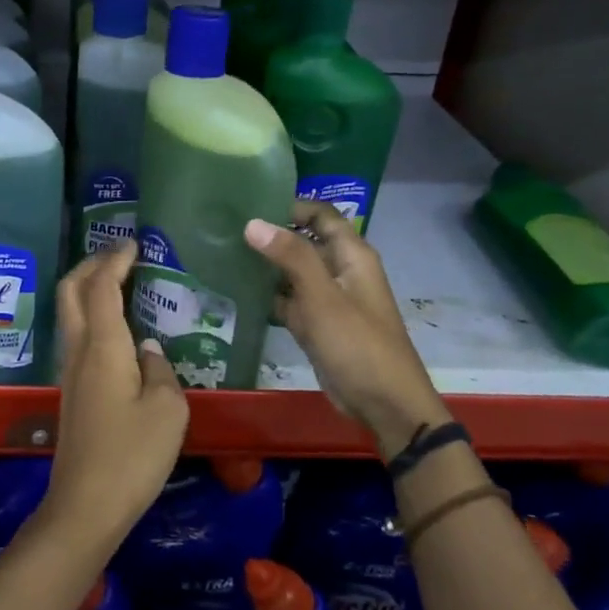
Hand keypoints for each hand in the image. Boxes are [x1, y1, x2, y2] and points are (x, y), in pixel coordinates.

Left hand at [43, 239, 188, 560]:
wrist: (85, 505)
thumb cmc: (132, 455)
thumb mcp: (168, 411)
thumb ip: (162, 371)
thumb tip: (149, 349)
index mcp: (103, 346)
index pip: (102, 286)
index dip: (115, 259)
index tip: (134, 242)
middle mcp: (79, 350)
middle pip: (72, 291)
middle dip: (91, 264)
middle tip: (120, 255)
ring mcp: (70, 371)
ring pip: (70, 312)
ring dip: (89, 289)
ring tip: (120, 282)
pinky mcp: (72, 391)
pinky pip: (78, 336)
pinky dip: (92, 315)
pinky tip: (118, 329)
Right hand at [246, 201, 449, 457]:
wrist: (383, 403)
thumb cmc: (357, 344)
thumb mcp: (322, 297)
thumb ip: (291, 257)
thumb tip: (253, 223)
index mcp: (351, 256)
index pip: (321, 215)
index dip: (290, 206)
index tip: (250, 205)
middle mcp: (340, 271)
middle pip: (304, 241)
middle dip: (271, 235)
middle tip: (227, 229)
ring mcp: (327, 299)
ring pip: (293, 272)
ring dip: (266, 265)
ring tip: (224, 255)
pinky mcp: (316, 324)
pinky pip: (288, 300)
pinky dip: (267, 296)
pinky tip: (237, 291)